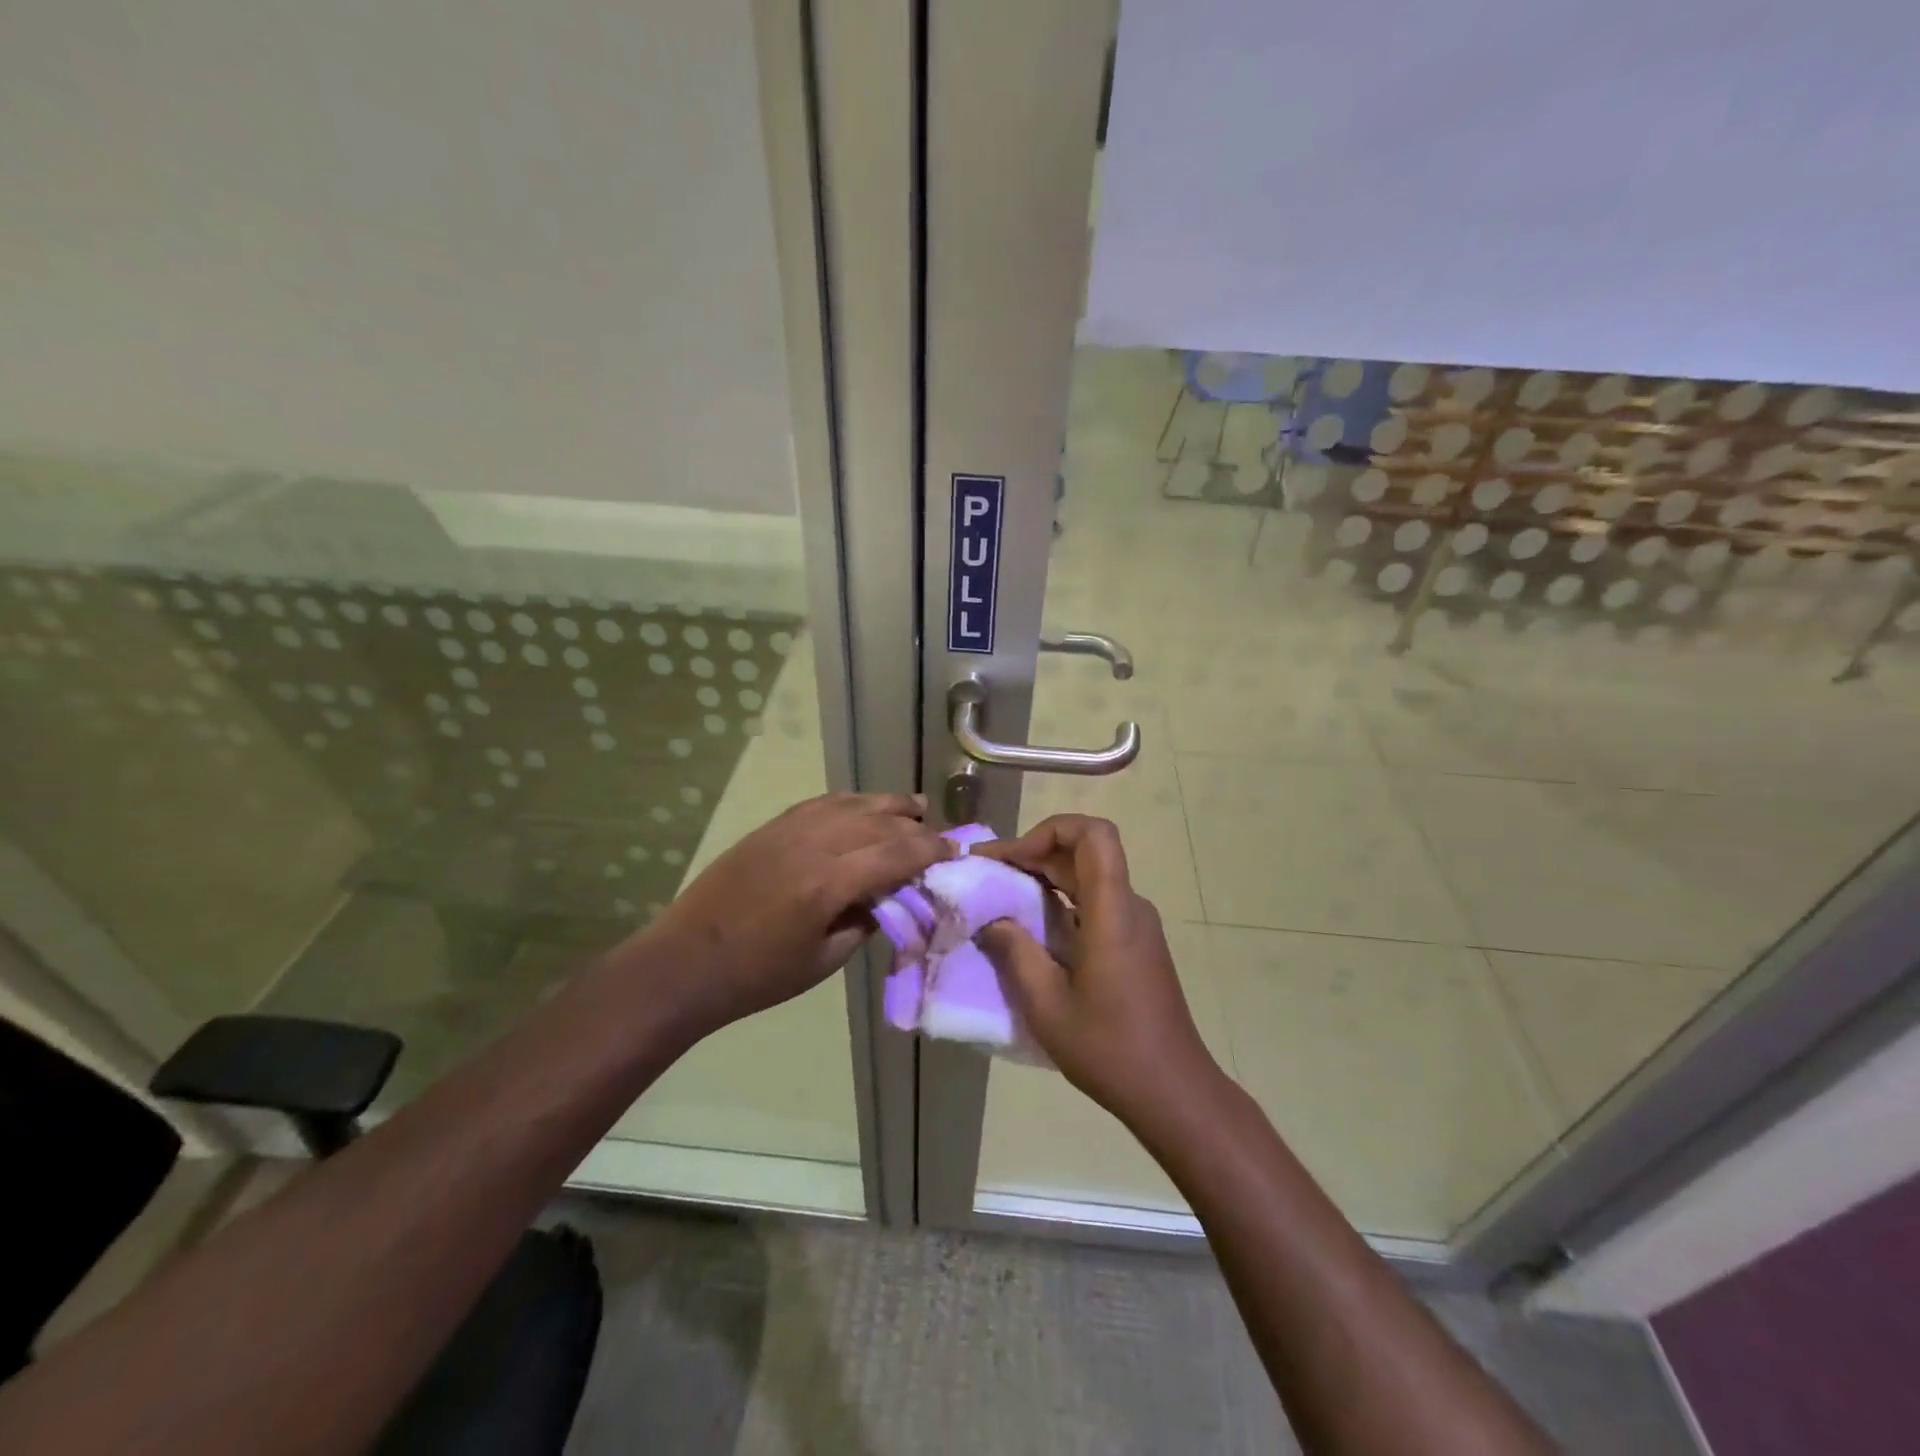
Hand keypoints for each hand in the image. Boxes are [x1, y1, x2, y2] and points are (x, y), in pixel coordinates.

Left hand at [632, 792, 951, 1035]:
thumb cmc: (758, 975)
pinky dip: (851, 802)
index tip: (956, 852)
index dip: (931, 851)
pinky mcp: (771, 827)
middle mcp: (813, 844)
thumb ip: (864, 922)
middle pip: (879, 822)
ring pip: (852, 804)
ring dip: (888, 805)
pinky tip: (864, 807)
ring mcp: (789, 829)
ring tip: (915, 807)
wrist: (686, 962)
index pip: (896, 854)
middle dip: (916, 827)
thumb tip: (891, 897)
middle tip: (939, 837)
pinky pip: (822, 803)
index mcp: (828, 883)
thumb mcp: (823, 960)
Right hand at [975, 814, 1222, 1127]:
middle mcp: (1129, 906)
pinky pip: (1095, 902)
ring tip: (1000, 895)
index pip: (1094, 834)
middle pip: (1085, 851)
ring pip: (1089, 876)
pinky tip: (1032, 928)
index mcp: (1112, 911)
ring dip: (1045, 876)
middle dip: (1034, 852)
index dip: (1050, 830)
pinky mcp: (1135, 944)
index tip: (1012, 858)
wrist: (1173, 1091)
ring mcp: (1136, 925)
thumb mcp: (1046, 1004)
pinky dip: (1060, 901)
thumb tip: (991, 918)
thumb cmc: (1109, 1048)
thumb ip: (1015, 951)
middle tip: (986, 872)